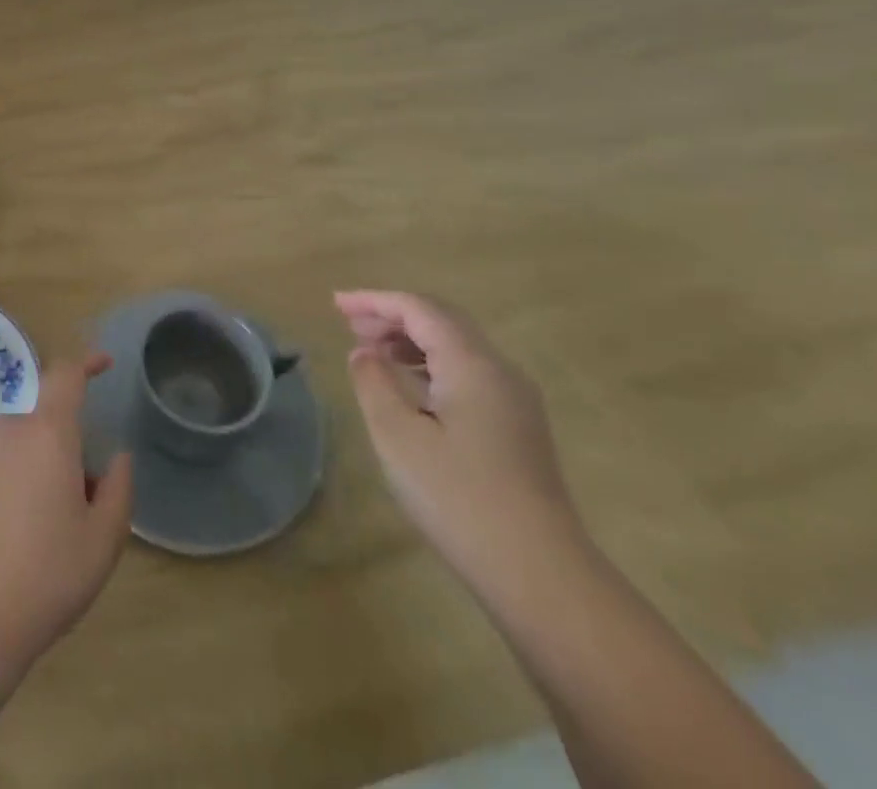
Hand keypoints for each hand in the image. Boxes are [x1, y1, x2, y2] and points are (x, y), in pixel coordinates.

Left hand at [0, 354, 133, 666]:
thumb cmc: (44, 575)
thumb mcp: (102, 540)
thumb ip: (118, 490)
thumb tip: (115, 459)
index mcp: (47, 433)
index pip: (66, 374)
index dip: (87, 362)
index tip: (104, 364)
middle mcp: (8, 431)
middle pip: (46, 425)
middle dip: (67, 452)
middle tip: (82, 509)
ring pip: (21, 451)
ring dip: (39, 474)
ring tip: (47, 538)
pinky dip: (11, 490)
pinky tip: (12, 544)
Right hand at [337, 290, 584, 594]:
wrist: (541, 575)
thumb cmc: (459, 498)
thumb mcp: (397, 436)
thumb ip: (373, 383)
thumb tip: (364, 353)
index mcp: (472, 364)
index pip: (419, 309)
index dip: (375, 300)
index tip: (335, 304)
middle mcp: (500, 371)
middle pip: (442, 321)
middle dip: (393, 316)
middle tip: (349, 325)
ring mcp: (515, 401)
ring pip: (457, 347)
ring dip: (411, 340)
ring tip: (371, 351)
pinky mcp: (518, 429)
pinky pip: (468, 373)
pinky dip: (430, 365)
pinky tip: (409, 387)